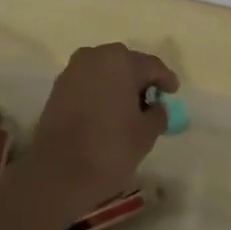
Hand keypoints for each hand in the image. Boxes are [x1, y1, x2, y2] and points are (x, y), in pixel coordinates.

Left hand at [27, 44, 179, 215]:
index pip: (151, 65)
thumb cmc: (110, 148)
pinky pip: (87, 83)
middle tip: (152, 100)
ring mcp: (72, 71)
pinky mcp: (57, 88)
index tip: (173, 92)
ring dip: (118, 85)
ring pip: (104, 72)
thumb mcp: (146, 133)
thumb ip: (157, 114)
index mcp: (120, 61)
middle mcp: (94, 57)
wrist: (58, 172)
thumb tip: (156, 107)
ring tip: (129, 109)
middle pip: (125, 64)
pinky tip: (107, 112)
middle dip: (140, 80)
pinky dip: (100, 93)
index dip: (165, 79)